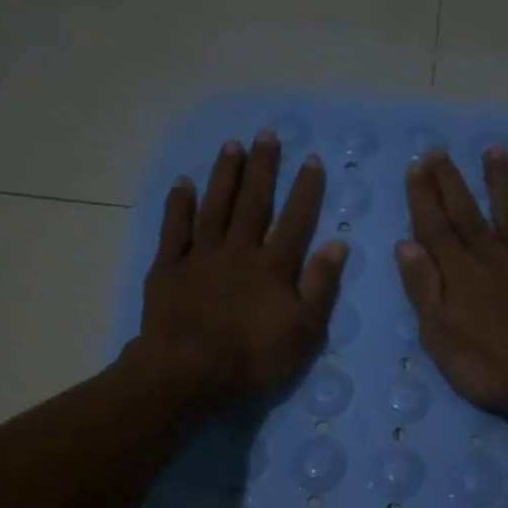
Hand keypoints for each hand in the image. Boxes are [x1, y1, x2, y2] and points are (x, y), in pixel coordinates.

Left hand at [129, 131, 347, 403]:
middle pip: (253, 203)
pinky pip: (174, 229)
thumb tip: (339, 244)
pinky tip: (184, 183)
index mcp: (273, 267)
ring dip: (224, 176)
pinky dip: (179, 205)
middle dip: (262, 168)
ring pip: (215, 207)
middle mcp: (238, 251)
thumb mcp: (304, 331)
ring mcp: (200, 257)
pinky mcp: (168, 268)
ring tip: (232, 145)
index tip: (311, 160)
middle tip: (267, 134)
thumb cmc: (253, 359)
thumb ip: (321, 286)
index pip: (295, 220)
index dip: (305, 190)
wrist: (188, 372)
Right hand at [396, 145, 507, 434]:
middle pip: (467, 213)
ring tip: (494, 151)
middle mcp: (492, 257)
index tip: (416, 167)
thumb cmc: (486, 367)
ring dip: (501, 182)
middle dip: (450, 181)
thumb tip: (406, 244)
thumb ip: (423, 288)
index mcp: (459, 273)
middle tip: (438, 151)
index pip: (434, 227)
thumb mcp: (439, 336)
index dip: (423, 196)